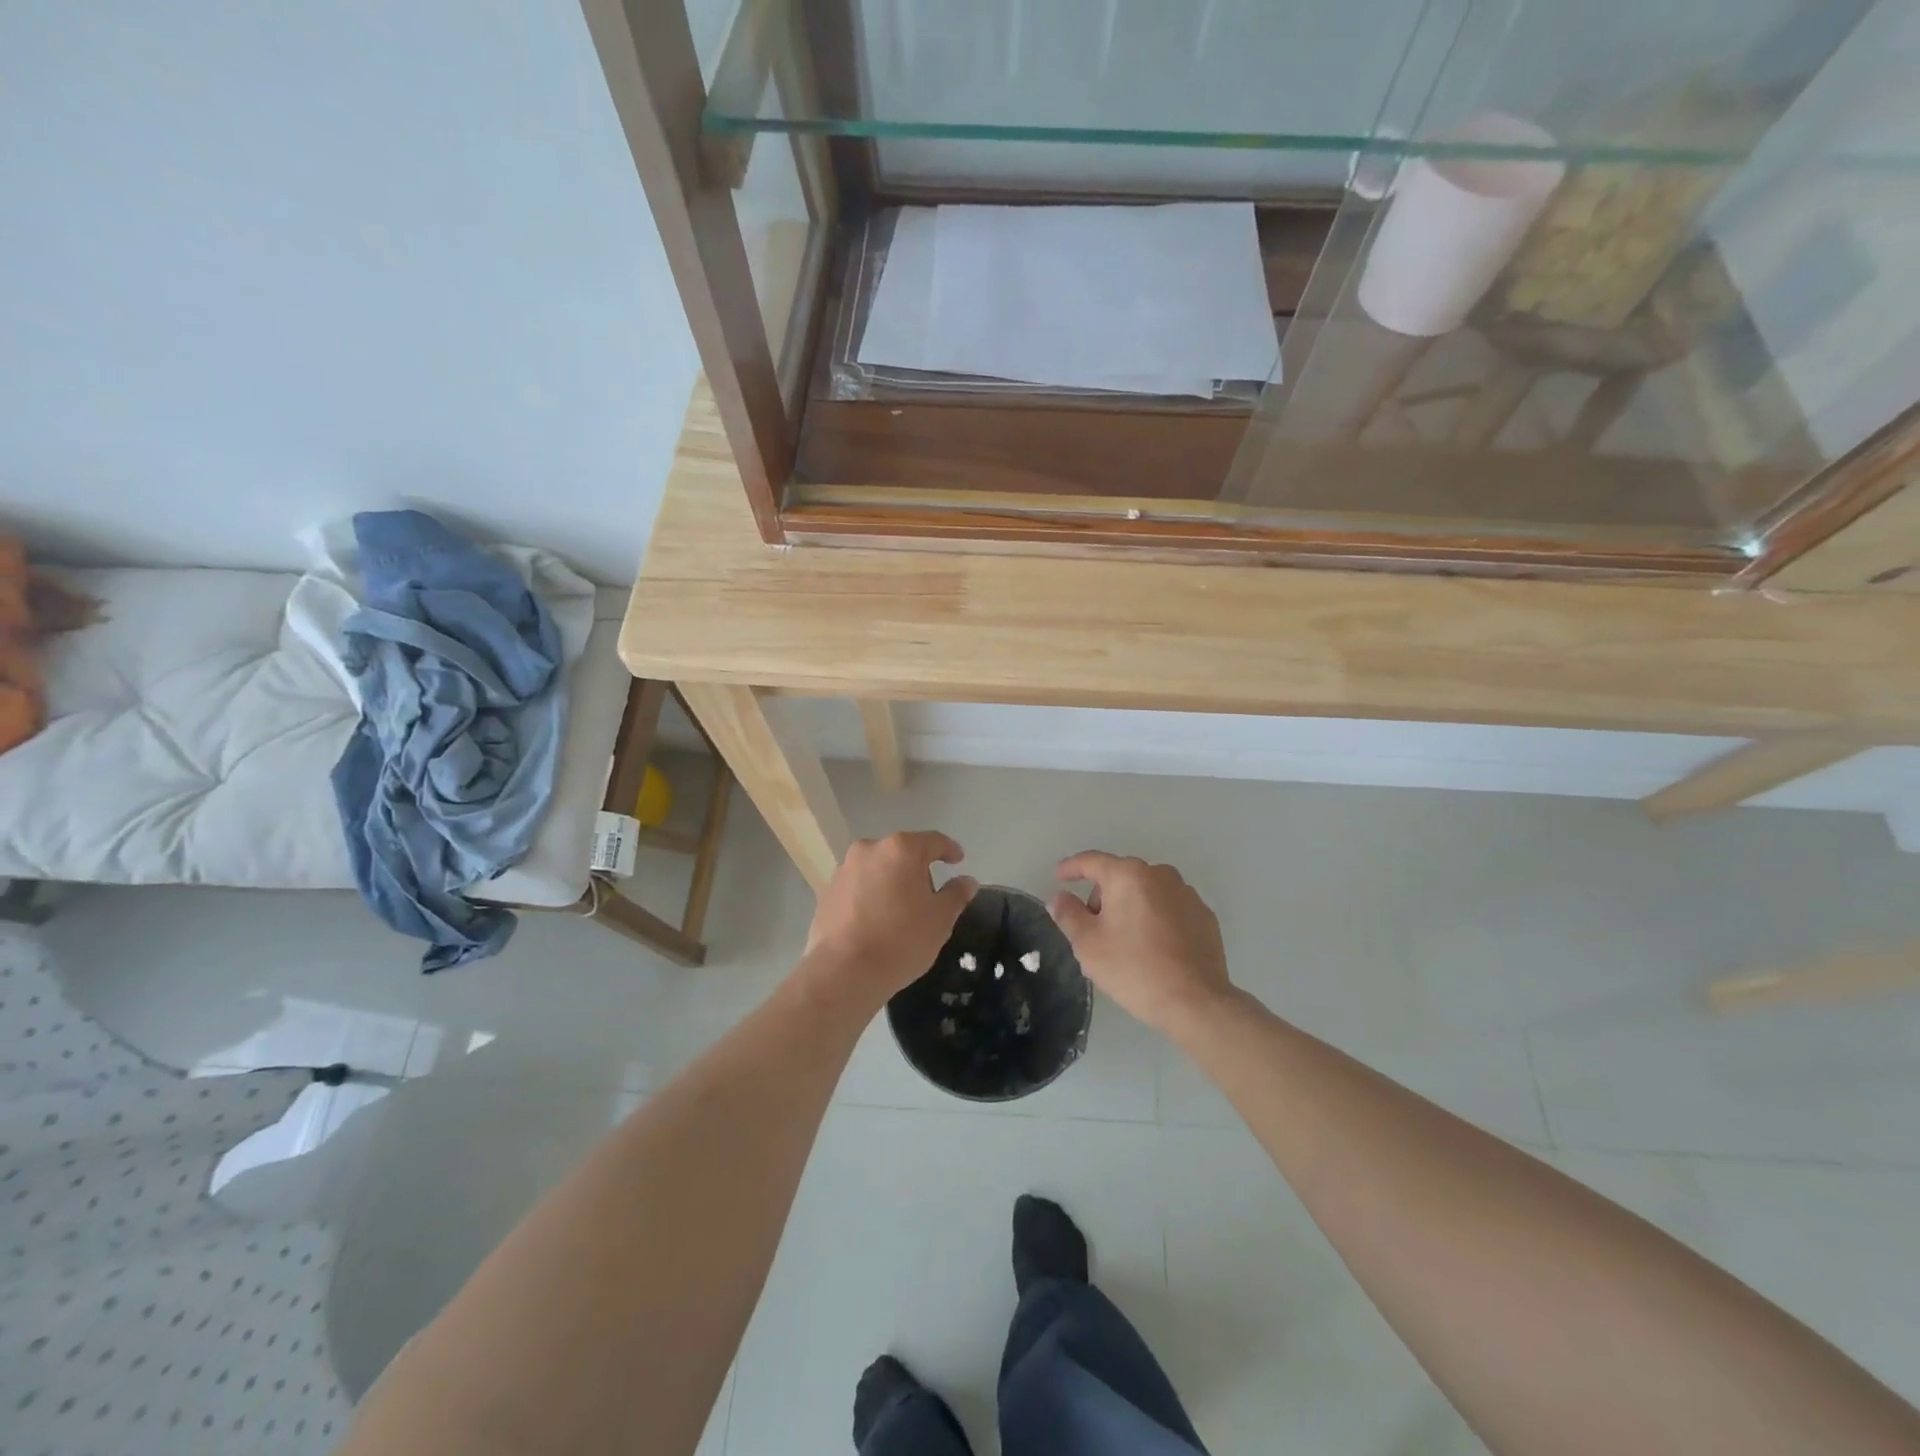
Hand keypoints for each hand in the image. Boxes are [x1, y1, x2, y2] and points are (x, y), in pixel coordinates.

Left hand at [802, 832, 976, 1010]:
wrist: (843, 972)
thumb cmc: (901, 940)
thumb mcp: (940, 919)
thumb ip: (956, 894)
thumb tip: (966, 880)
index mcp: (901, 849)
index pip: (933, 841)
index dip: (949, 849)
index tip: (958, 860)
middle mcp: (869, 849)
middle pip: (902, 852)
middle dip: (918, 868)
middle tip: (930, 893)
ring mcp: (844, 870)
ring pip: (877, 869)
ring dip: (892, 881)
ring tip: (901, 909)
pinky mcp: (827, 892)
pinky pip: (858, 887)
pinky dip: (871, 896)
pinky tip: (877, 920)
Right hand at [1048, 852, 1231, 1031]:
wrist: (1196, 1002)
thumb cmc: (1133, 968)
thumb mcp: (1088, 944)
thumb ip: (1068, 914)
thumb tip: (1060, 897)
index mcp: (1128, 875)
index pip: (1091, 861)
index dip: (1071, 868)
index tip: (1059, 878)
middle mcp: (1160, 874)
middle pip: (1120, 876)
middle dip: (1103, 896)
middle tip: (1093, 928)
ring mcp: (1187, 894)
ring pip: (1147, 892)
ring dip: (1130, 907)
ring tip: (1125, 942)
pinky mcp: (1204, 916)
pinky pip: (1169, 909)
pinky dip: (1156, 919)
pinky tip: (1154, 948)